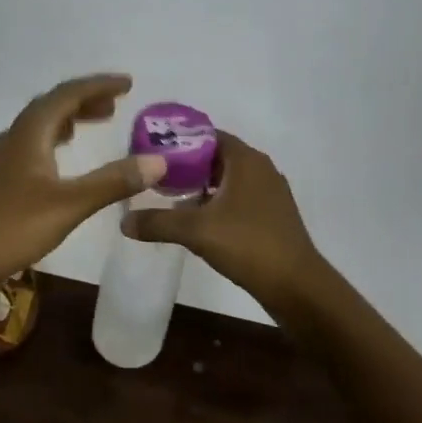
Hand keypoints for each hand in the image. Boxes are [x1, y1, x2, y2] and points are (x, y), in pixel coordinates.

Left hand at [0, 74, 167, 310]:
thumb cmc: (9, 227)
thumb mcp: (68, 205)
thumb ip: (112, 182)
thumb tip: (158, 161)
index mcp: (31, 133)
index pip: (68, 94)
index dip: (98, 86)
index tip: (128, 83)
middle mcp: (16, 138)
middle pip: (53, 106)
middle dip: (85, 100)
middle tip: (116, 104)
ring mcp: (5, 160)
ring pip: (41, 126)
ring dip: (70, 119)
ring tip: (96, 122)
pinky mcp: (1, 182)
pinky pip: (34, 146)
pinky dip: (56, 142)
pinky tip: (62, 161)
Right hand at [120, 131, 332, 312]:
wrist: (297, 287)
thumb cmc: (248, 245)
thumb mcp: (196, 231)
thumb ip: (158, 222)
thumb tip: (123, 222)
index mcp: (246, 160)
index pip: (207, 135)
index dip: (179, 141)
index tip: (152, 153)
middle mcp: (261, 169)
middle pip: (216, 156)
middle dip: (186, 165)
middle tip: (155, 176)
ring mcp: (270, 193)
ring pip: (228, 179)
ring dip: (202, 186)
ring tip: (171, 198)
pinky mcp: (273, 215)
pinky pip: (239, 198)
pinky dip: (218, 202)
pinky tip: (198, 221)